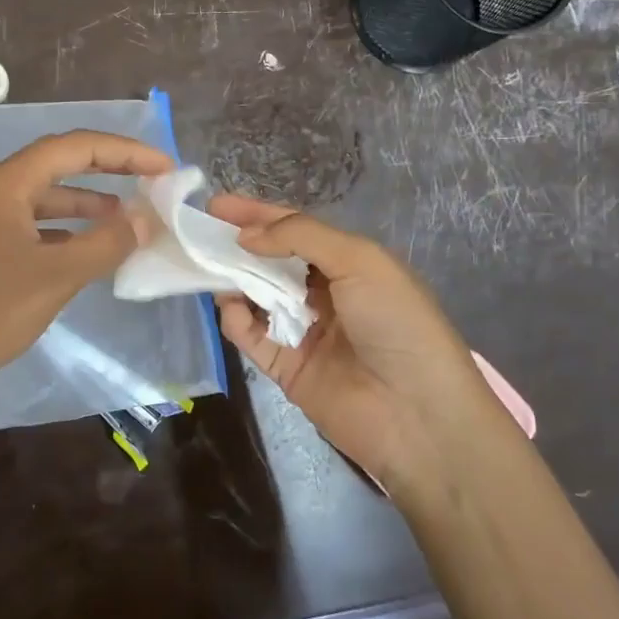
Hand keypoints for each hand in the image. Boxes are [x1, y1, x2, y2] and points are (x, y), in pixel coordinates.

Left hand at [0, 130, 172, 417]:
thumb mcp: (55, 276)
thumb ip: (105, 243)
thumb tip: (145, 219)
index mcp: (5, 183)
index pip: (74, 147)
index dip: (124, 152)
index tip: (164, 167)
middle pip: (59, 165)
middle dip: (109, 170)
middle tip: (153, 181)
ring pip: (45, 197)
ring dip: (88, 203)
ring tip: (130, 216)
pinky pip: (32, 225)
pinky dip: (65, 230)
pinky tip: (89, 248)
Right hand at [207, 195, 497, 491]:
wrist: (417, 414)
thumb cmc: (395, 322)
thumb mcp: (358, 261)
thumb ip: (299, 236)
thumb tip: (246, 235)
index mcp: (349, 264)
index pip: (295, 230)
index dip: (259, 214)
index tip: (218, 203)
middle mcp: (325, 294)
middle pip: (271, 262)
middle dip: (238, 246)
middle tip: (201, 234)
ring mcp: (304, 332)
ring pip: (256, 297)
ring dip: (234, 280)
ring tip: (210, 268)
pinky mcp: (287, 368)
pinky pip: (252, 337)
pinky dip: (237, 320)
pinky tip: (232, 308)